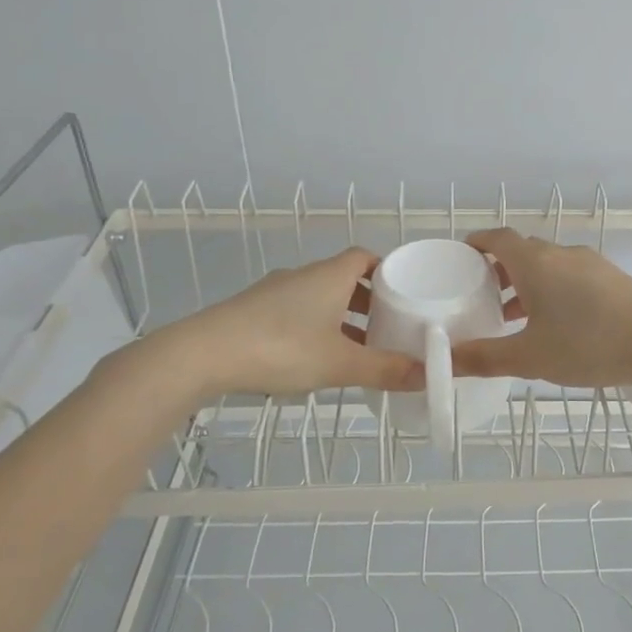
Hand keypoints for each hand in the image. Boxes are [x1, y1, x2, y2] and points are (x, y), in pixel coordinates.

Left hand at [178, 247, 423, 395]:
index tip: (404, 294)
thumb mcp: (340, 364)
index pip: (365, 257)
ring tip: (357, 348)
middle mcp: (303, 276)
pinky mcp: (252, 311)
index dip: (387, 272)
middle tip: (388, 327)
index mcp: (329, 276)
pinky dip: (314, 327)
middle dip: (368, 301)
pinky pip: (295, 312)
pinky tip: (314, 357)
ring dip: (340, 317)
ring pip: (318, 297)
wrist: (203, 354)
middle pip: (344, 278)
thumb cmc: (281, 348)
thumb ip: (385, 369)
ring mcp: (274, 292)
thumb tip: (428, 374)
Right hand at [451, 228, 631, 386]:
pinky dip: (552, 291)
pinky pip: (570, 276)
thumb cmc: (589, 343)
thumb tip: (444, 361)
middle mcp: (560, 254)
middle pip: (522, 252)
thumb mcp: (530, 357)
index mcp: (535, 262)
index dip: (477, 244)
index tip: (461, 258)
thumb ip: (484, 358)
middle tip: (481, 297)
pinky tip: (556, 324)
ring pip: (548, 266)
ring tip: (513, 317)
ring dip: (526, 284)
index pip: (497, 238)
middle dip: (498, 270)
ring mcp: (590, 263)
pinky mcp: (611, 278)